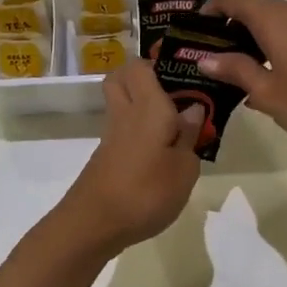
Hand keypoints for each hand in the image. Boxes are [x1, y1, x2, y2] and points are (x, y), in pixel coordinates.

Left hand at [57, 60, 205, 254]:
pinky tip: (161, 151)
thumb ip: (190, 136)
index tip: (185, 71)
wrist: (93, 225)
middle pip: (122, 77)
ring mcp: (112, 135)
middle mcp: (126, 113)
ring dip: (143, 105)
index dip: (160, 61)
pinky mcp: (106, 156)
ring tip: (176, 125)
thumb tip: (192, 109)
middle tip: (175, 93)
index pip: (141, 65)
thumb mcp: (184, 168)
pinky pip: (123, 128)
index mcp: (148, 106)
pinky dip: (139, 131)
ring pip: (122, 102)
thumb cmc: (146, 192)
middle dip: (145, 76)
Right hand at [197, 0, 286, 155]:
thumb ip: (235, 70)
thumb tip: (205, 58)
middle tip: (211, 60)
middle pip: (252, 7)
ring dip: (252, 39)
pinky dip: (274, 45)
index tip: (195, 34)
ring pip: (274, 21)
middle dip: (228, 28)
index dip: (209, 9)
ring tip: (238, 73)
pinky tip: (271, 78)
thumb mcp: (267, 93)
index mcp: (274, 18)